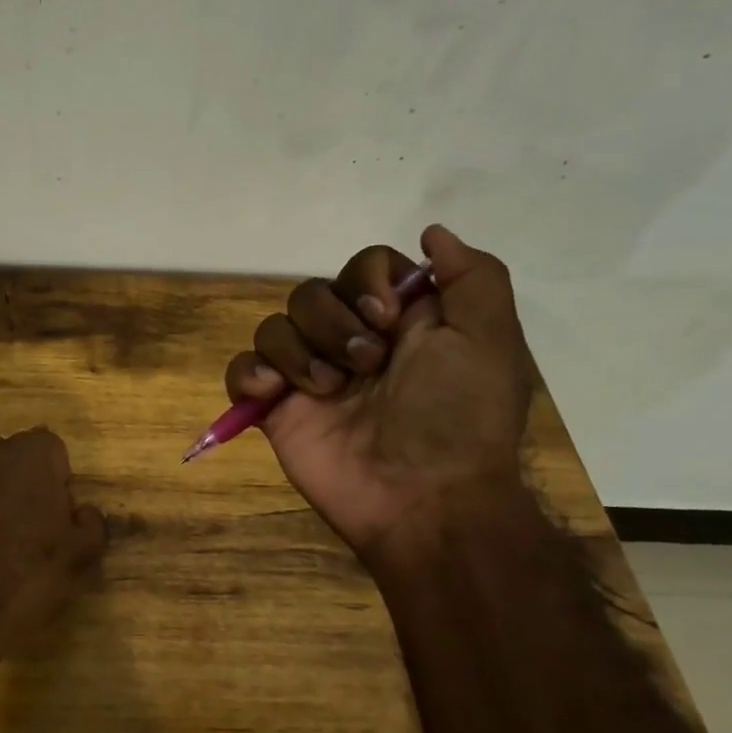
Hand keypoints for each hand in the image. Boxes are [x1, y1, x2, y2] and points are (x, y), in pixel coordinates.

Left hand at [0, 428, 106, 684]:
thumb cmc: (24, 576)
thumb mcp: (80, 559)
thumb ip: (91, 525)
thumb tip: (84, 512)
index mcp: (29, 454)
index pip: (54, 452)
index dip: (60, 485)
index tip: (59, 521)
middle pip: (14, 462)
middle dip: (24, 488)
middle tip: (32, 535)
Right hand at [225, 225, 533, 558]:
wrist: (422, 500)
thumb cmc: (458, 418)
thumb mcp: (489, 341)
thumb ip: (473, 277)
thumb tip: (433, 233)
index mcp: (401, 322)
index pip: (364, 266)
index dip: (367, 281)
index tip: (386, 317)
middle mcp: (351, 341)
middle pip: (313, 292)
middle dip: (334, 323)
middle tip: (365, 365)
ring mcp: (309, 375)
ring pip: (274, 325)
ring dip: (299, 352)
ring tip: (328, 391)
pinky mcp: (275, 407)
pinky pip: (242, 368)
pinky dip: (251, 375)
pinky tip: (275, 396)